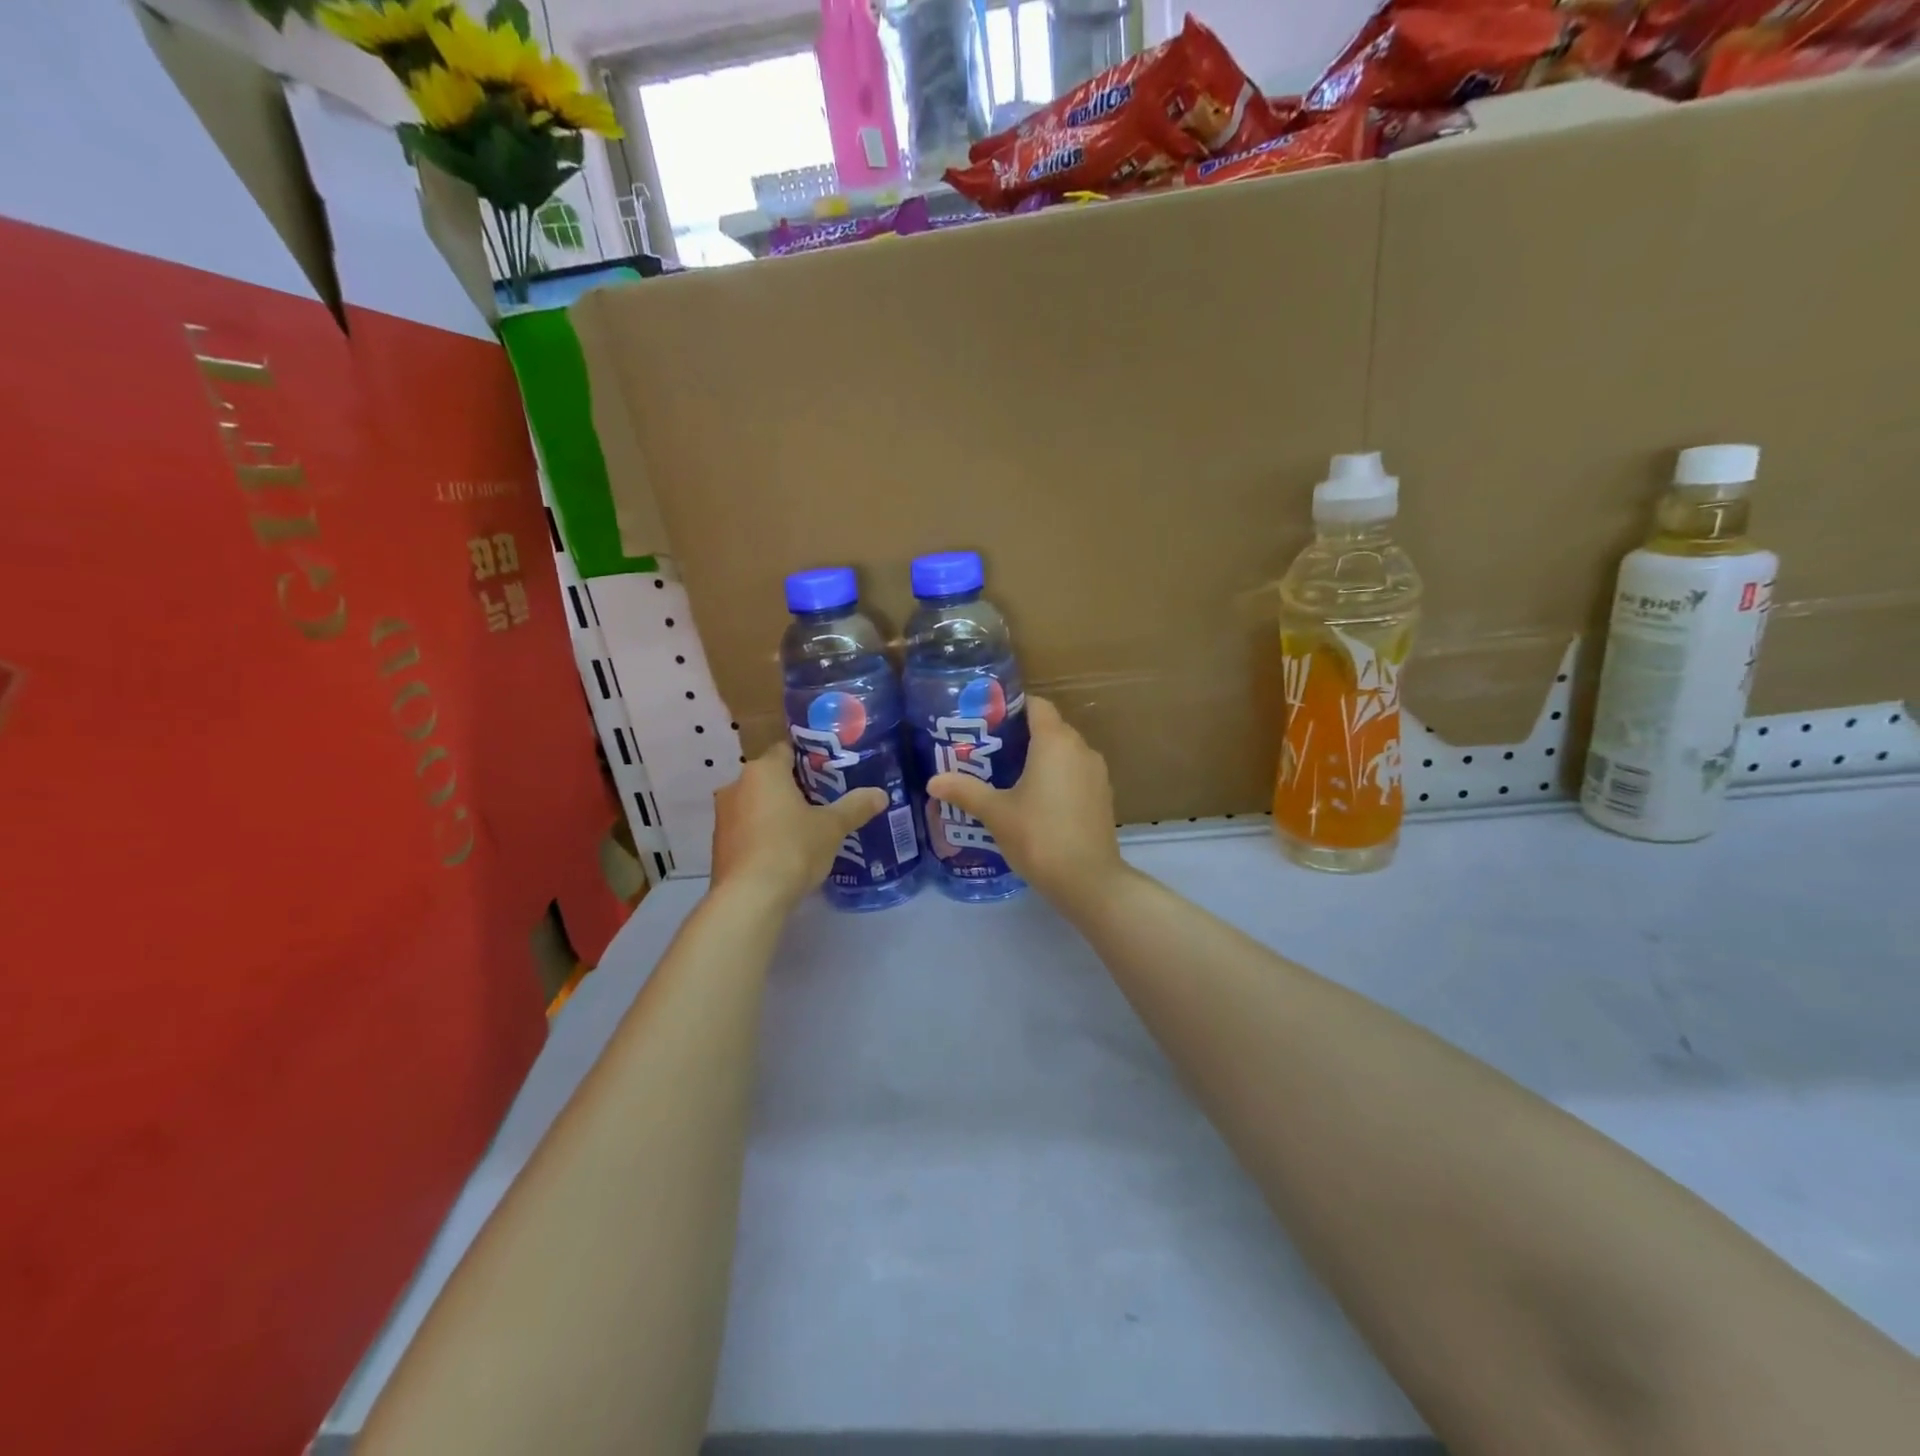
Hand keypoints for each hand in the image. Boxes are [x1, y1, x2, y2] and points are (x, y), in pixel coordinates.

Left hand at [710, 744, 886, 910]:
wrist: (750, 898)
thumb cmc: (793, 849)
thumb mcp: (832, 827)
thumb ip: (856, 807)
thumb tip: (881, 794)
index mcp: (763, 771)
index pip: (786, 749)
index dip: (810, 759)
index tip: (831, 773)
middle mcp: (737, 786)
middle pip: (771, 778)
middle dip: (796, 788)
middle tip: (825, 802)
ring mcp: (723, 816)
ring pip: (757, 804)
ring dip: (778, 812)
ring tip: (808, 829)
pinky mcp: (719, 845)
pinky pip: (748, 829)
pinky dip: (764, 834)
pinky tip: (786, 852)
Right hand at [927, 696, 1128, 912]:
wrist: (1088, 880)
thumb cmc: (1039, 836)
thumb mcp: (996, 813)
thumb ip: (965, 792)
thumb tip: (933, 781)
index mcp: (1055, 741)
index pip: (1036, 705)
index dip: (1011, 708)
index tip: (987, 721)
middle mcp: (1080, 748)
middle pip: (1050, 727)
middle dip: (1021, 735)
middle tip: (988, 751)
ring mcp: (1096, 773)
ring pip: (1064, 752)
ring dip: (1040, 758)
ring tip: (1007, 776)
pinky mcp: (1103, 796)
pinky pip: (1075, 774)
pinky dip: (1056, 777)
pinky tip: (1035, 801)